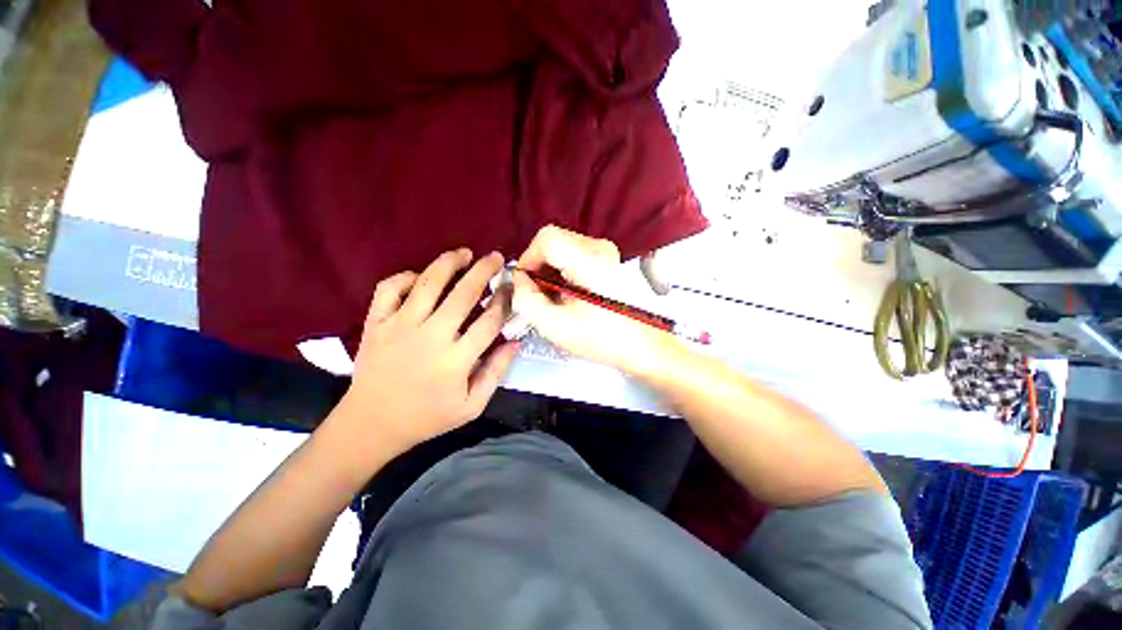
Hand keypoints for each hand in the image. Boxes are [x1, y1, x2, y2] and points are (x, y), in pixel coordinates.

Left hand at [339, 249, 517, 455]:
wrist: (372, 424)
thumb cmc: (428, 417)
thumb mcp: (472, 406)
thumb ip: (496, 372)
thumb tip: (516, 341)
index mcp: (456, 360)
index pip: (489, 321)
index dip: (504, 300)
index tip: (512, 288)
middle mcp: (430, 337)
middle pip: (463, 294)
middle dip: (484, 270)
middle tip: (496, 257)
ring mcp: (399, 327)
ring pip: (427, 283)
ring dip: (449, 263)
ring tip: (464, 253)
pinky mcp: (376, 323)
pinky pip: (389, 288)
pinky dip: (405, 277)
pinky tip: (419, 277)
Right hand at [511, 225, 680, 375]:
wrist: (640, 345)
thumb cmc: (600, 338)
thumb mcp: (554, 325)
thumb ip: (527, 299)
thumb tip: (520, 280)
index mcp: (589, 260)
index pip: (546, 239)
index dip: (528, 259)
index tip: (525, 285)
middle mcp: (599, 247)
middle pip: (552, 242)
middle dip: (537, 268)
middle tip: (536, 296)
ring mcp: (605, 251)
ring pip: (561, 249)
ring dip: (548, 272)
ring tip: (550, 300)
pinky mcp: (606, 259)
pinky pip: (572, 256)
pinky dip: (561, 273)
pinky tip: (564, 295)